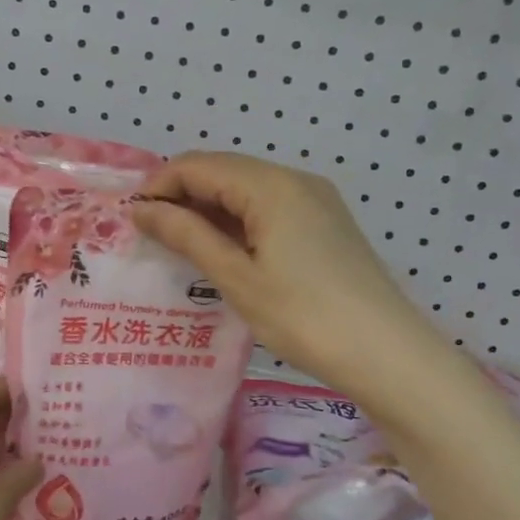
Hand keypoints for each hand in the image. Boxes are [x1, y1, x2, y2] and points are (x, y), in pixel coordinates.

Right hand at [132, 152, 440, 392]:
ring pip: (245, 190)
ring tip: (179, 246)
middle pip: (223, 171)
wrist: (387, 354)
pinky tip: (222, 251)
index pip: (199, 165)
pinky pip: (268, 207)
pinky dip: (237, 221)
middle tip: (151, 235)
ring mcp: (314, 200)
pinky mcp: (325, 223)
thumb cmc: (304, 316)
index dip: (159, 186)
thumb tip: (142, 210)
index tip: (132, 220)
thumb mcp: (236, 277)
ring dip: (208, 210)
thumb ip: (187, 235)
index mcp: (270, 185)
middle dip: (181, 196)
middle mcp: (294, 180)